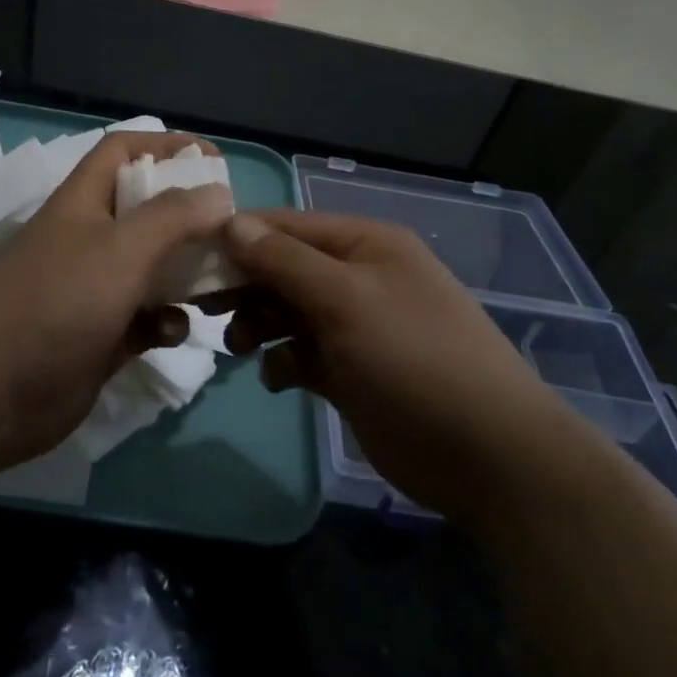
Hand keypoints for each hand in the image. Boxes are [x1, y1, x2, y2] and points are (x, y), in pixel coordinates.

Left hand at [0, 131, 232, 475]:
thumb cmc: (56, 304)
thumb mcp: (119, 250)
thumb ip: (172, 218)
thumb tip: (220, 194)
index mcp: (85, 203)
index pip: (124, 151)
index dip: (166, 146)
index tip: (214, 162)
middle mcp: (91, 239)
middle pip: (148, 210)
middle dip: (190, 216)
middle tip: (231, 230)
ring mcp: (96, 290)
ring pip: (154, 267)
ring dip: (186, 273)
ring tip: (220, 282)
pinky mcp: (103, 336)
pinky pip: (147, 318)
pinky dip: (166, 321)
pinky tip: (174, 333)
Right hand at [215, 210, 563, 516]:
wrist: (486, 454)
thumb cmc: (413, 358)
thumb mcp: (346, 299)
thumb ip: (284, 260)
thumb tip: (230, 222)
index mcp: (365, 244)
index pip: (286, 226)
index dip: (239, 238)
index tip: (190, 260)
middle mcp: (359, 277)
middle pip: (283, 268)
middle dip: (245, 285)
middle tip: (203, 308)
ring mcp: (357, 326)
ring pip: (288, 311)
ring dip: (259, 323)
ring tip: (240, 346)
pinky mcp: (352, 371)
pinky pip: (302, 354)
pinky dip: (283, 361)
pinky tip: (278, 379)